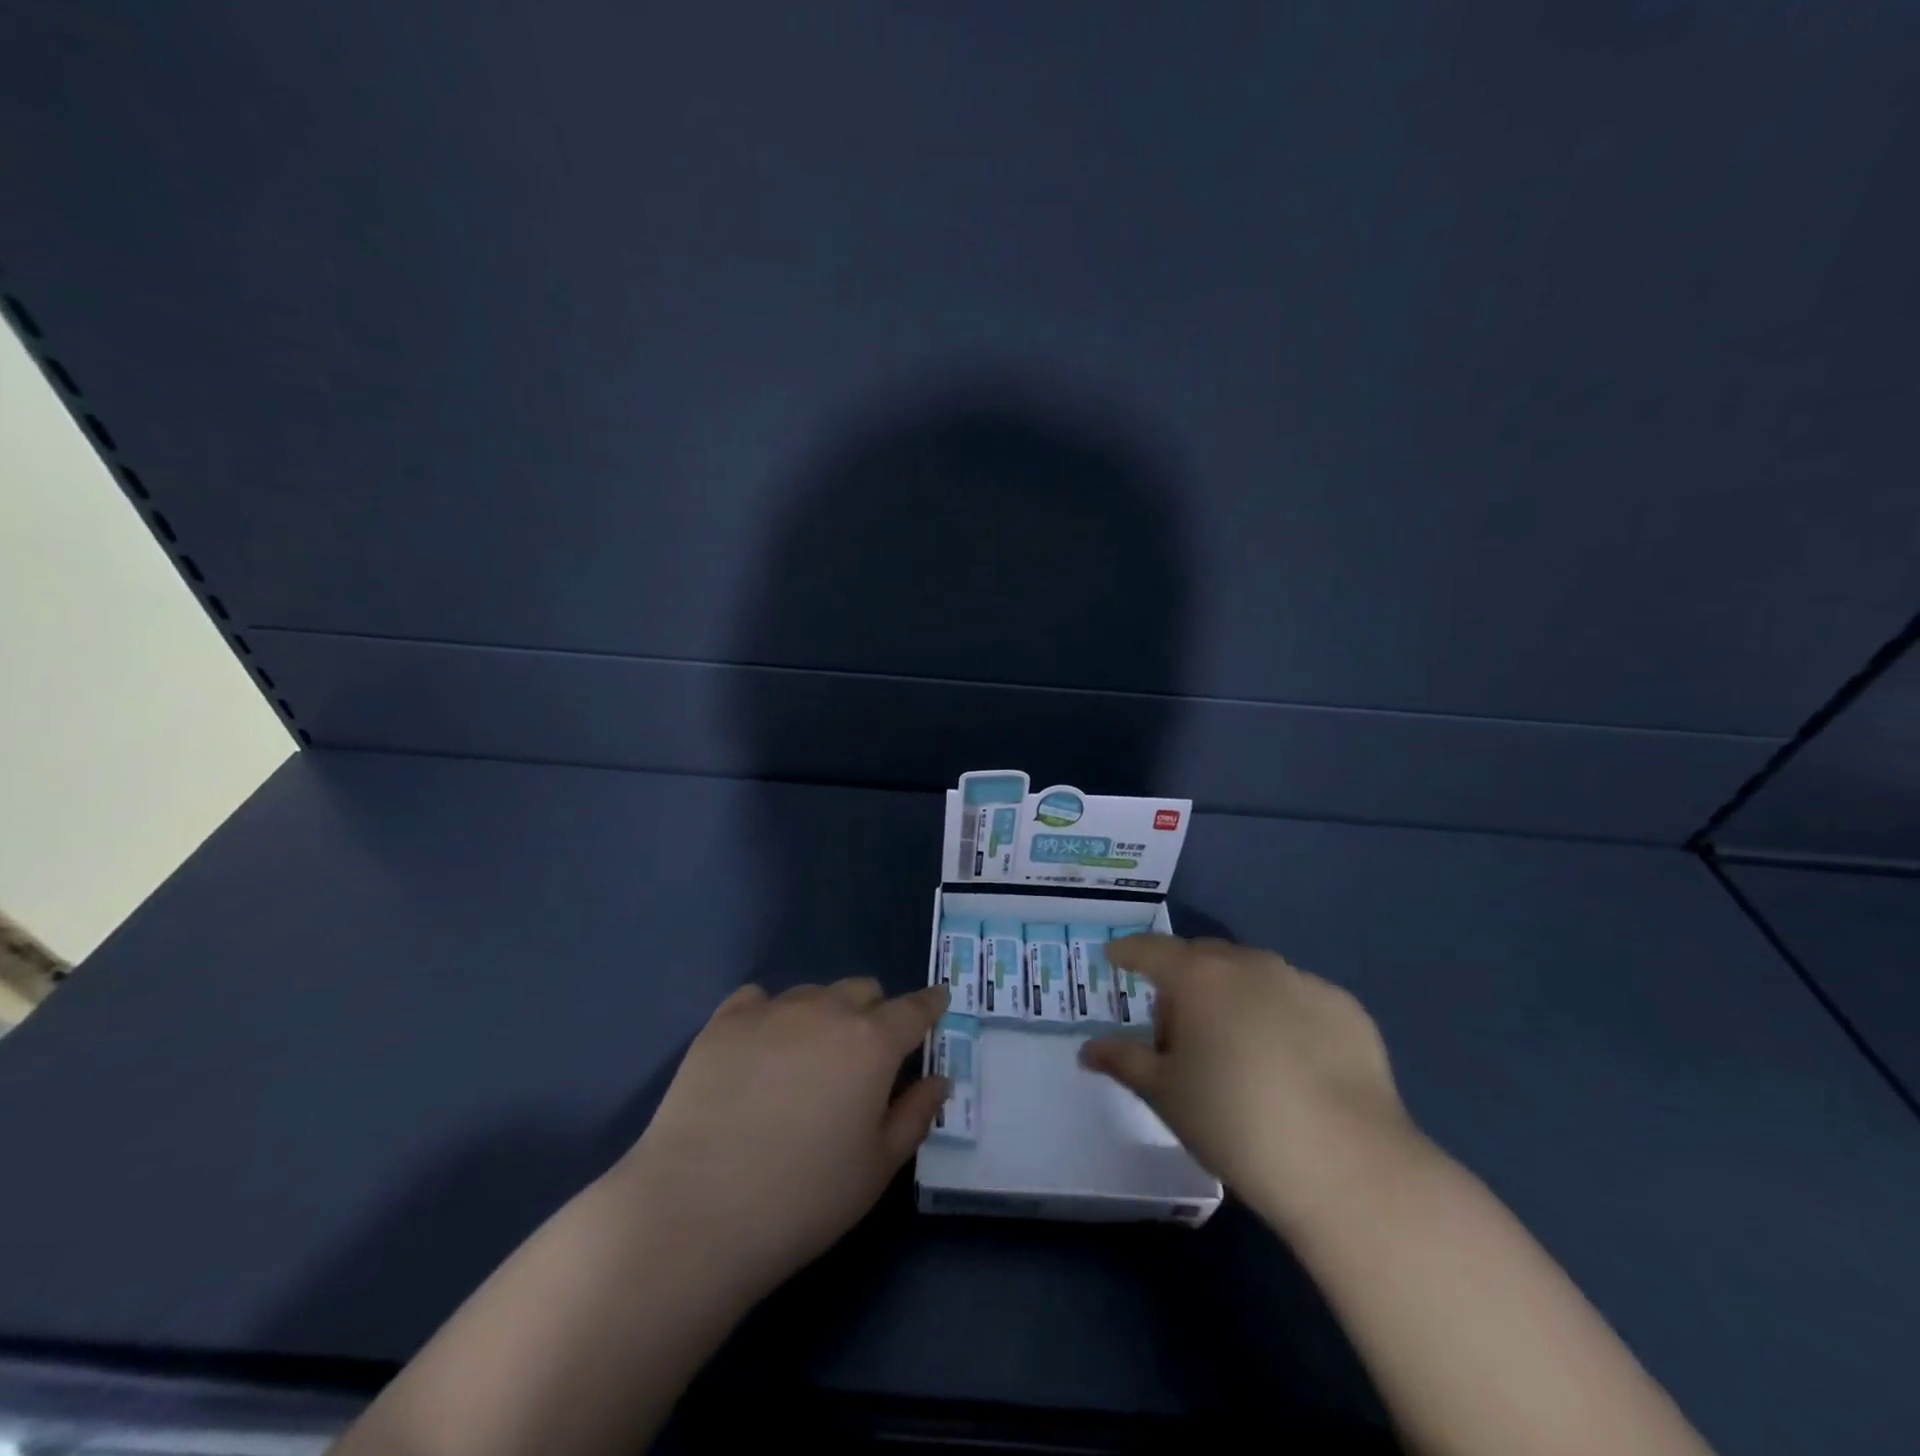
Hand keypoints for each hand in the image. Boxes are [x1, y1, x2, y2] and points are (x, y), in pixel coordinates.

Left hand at [612, 978, 950, 1301]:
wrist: (696, 1212)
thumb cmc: (803, 1199)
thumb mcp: (877, 1168)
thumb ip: (915, 1115)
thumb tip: (938, 1079)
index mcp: (872, 1042)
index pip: (914, 1009)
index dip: (929, 1004)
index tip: (937, 1001)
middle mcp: (826, 1011)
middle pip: (862, 990)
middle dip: (873, 1013)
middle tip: (862, 1057)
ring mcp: (771, 1010)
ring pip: (813, 993)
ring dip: (823, 1014)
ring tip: (805, 1061)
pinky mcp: (723, 1022)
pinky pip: (758, 999)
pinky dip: (770, 1015)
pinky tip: (758, 1050)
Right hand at [1081, 935, 1414, 1233]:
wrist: (1347, 1165)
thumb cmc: (1235, 1123)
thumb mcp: (1166, 1095)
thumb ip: (1124, 1061)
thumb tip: (1088, 1050)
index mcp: (1198, 977)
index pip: (1150, 950)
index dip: (1128, 952)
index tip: (1115, 958)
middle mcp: (1249, 964)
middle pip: (1203, 957)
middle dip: (1184, 981)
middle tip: (1179, 1030)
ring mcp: (1301, 981)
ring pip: (1253, 974)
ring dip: (1234, 995)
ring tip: (1238, 1048)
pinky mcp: (1345, 1007)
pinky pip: (1297, 998)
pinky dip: (1282, 1015)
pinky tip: (1291, 1063)